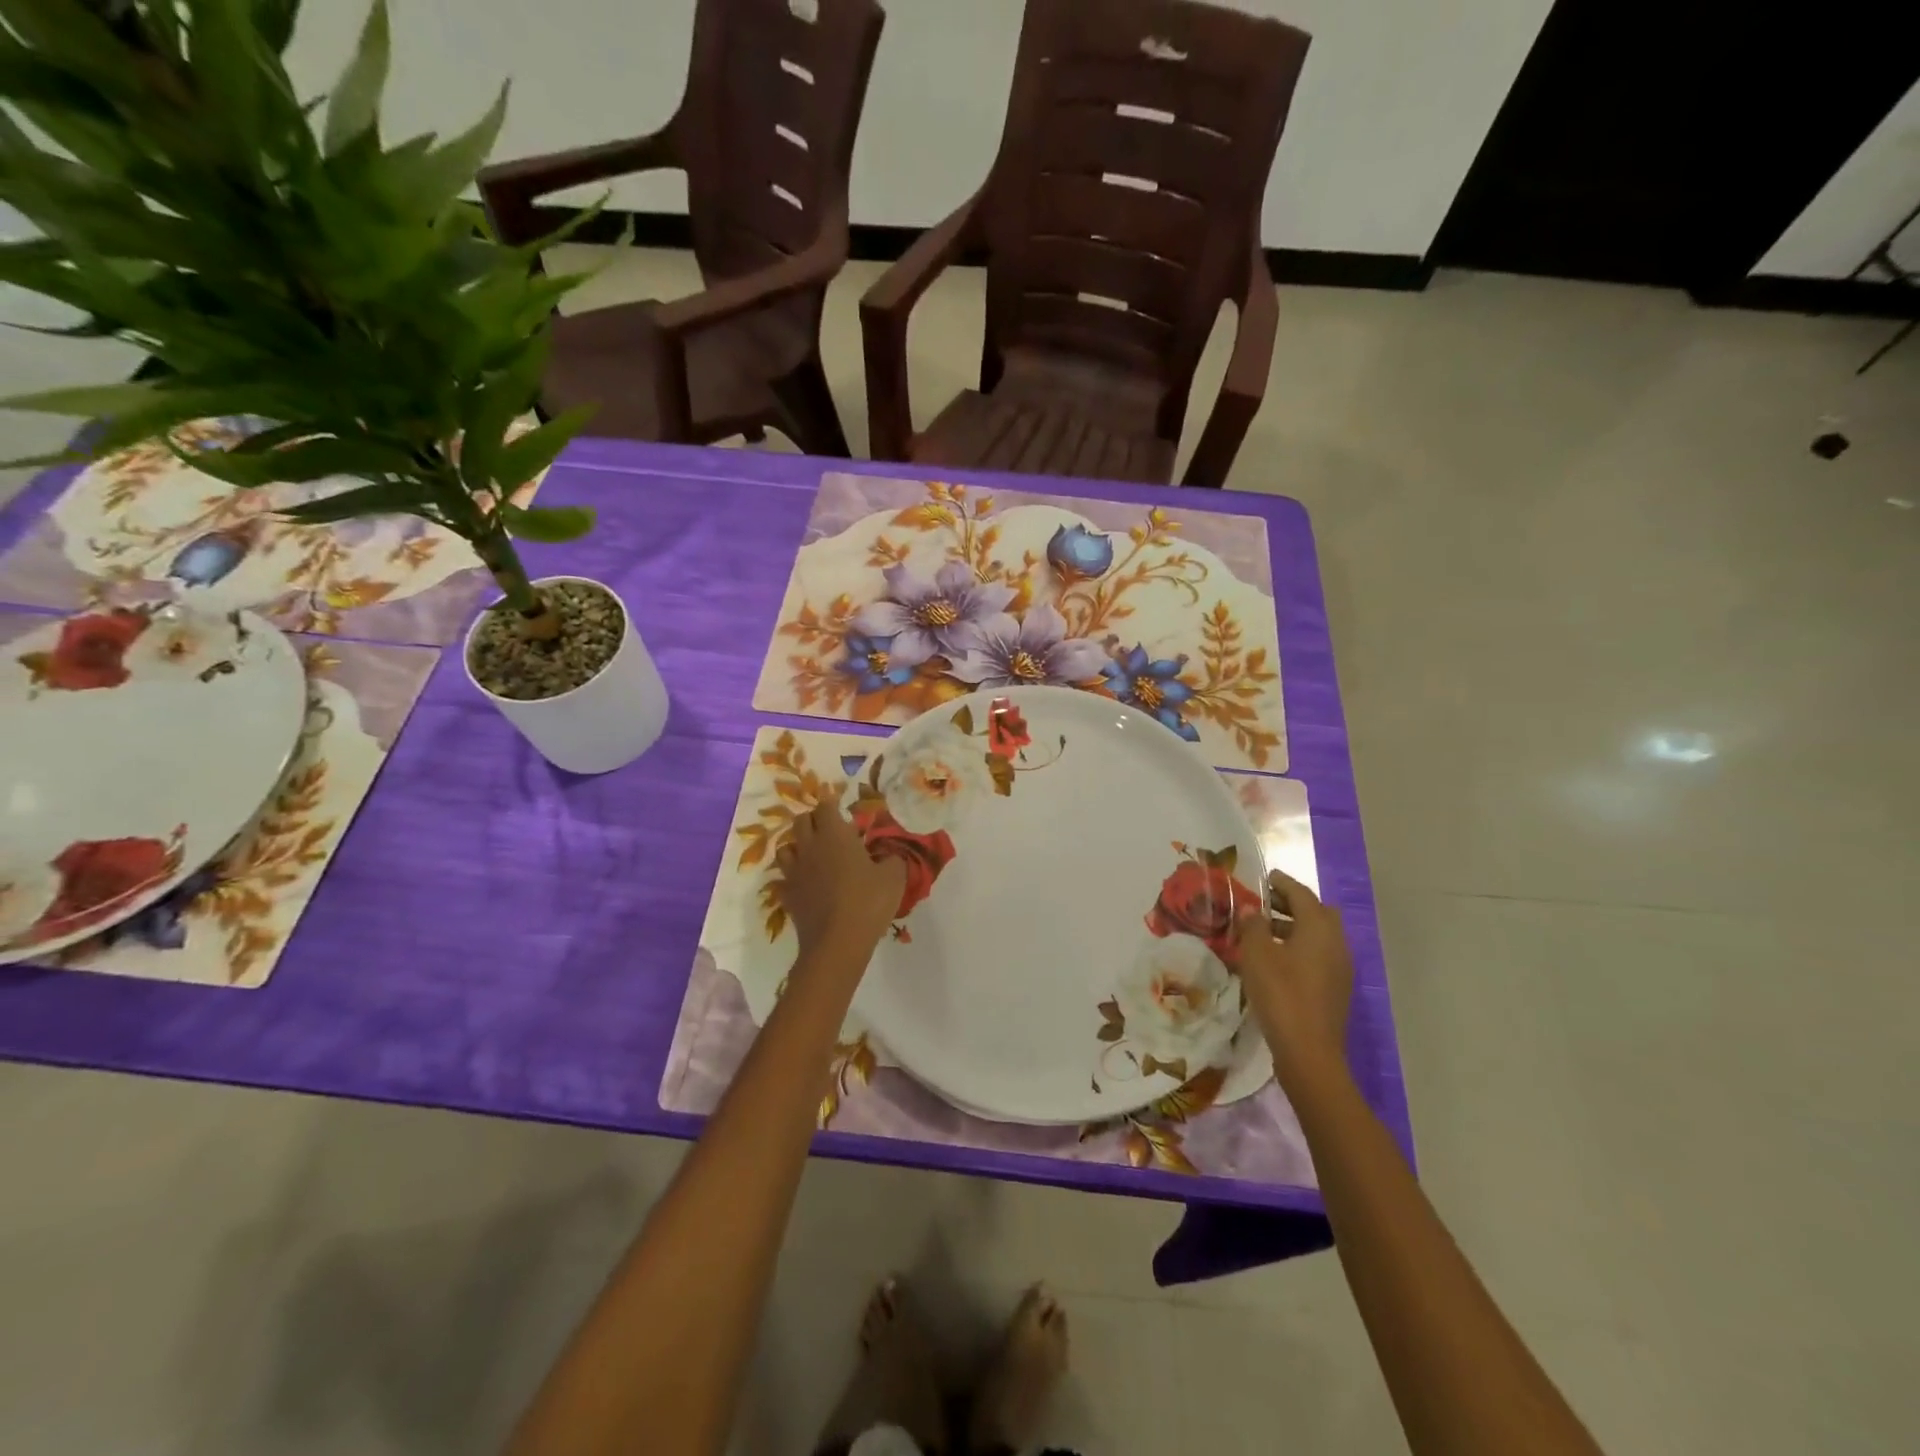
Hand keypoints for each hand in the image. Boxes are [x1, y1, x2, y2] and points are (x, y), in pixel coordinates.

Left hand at [775, 799, 906, 961]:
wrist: (838, 943)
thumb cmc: (868, 901)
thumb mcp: (894, 876)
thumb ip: (892, 857)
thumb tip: (890, 853)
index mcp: (834, 835)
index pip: (825, 806)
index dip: (832, 804)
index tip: (842, 809)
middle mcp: (809, 846)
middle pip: (801, 821)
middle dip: (814, 820)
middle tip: (830, 830)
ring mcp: (794, 871)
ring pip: (785, 847)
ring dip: (798, 845)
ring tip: (813, 854)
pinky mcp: (787, 894)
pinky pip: (783, 878)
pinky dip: (792, 876)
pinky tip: (804, 883)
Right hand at [1232, 870, 1353, 1093]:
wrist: (1309, 1052)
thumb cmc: (1281, 994)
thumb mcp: (1257, 955)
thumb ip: (1252, 926)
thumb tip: (1251, 909)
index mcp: (1320, 928)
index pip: (1302, 894)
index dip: (1282, 883)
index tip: (1265, 877)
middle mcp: (1336, 943)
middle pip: (1317, 913)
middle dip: (1292, 904)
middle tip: (1264, 904)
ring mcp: (1340, 968)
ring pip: (1318, 936)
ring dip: (1294, 927)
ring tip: (1263, 932)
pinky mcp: (1335, 989)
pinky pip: (1318, 956)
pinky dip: (1299, 948)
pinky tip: (1275, 960)